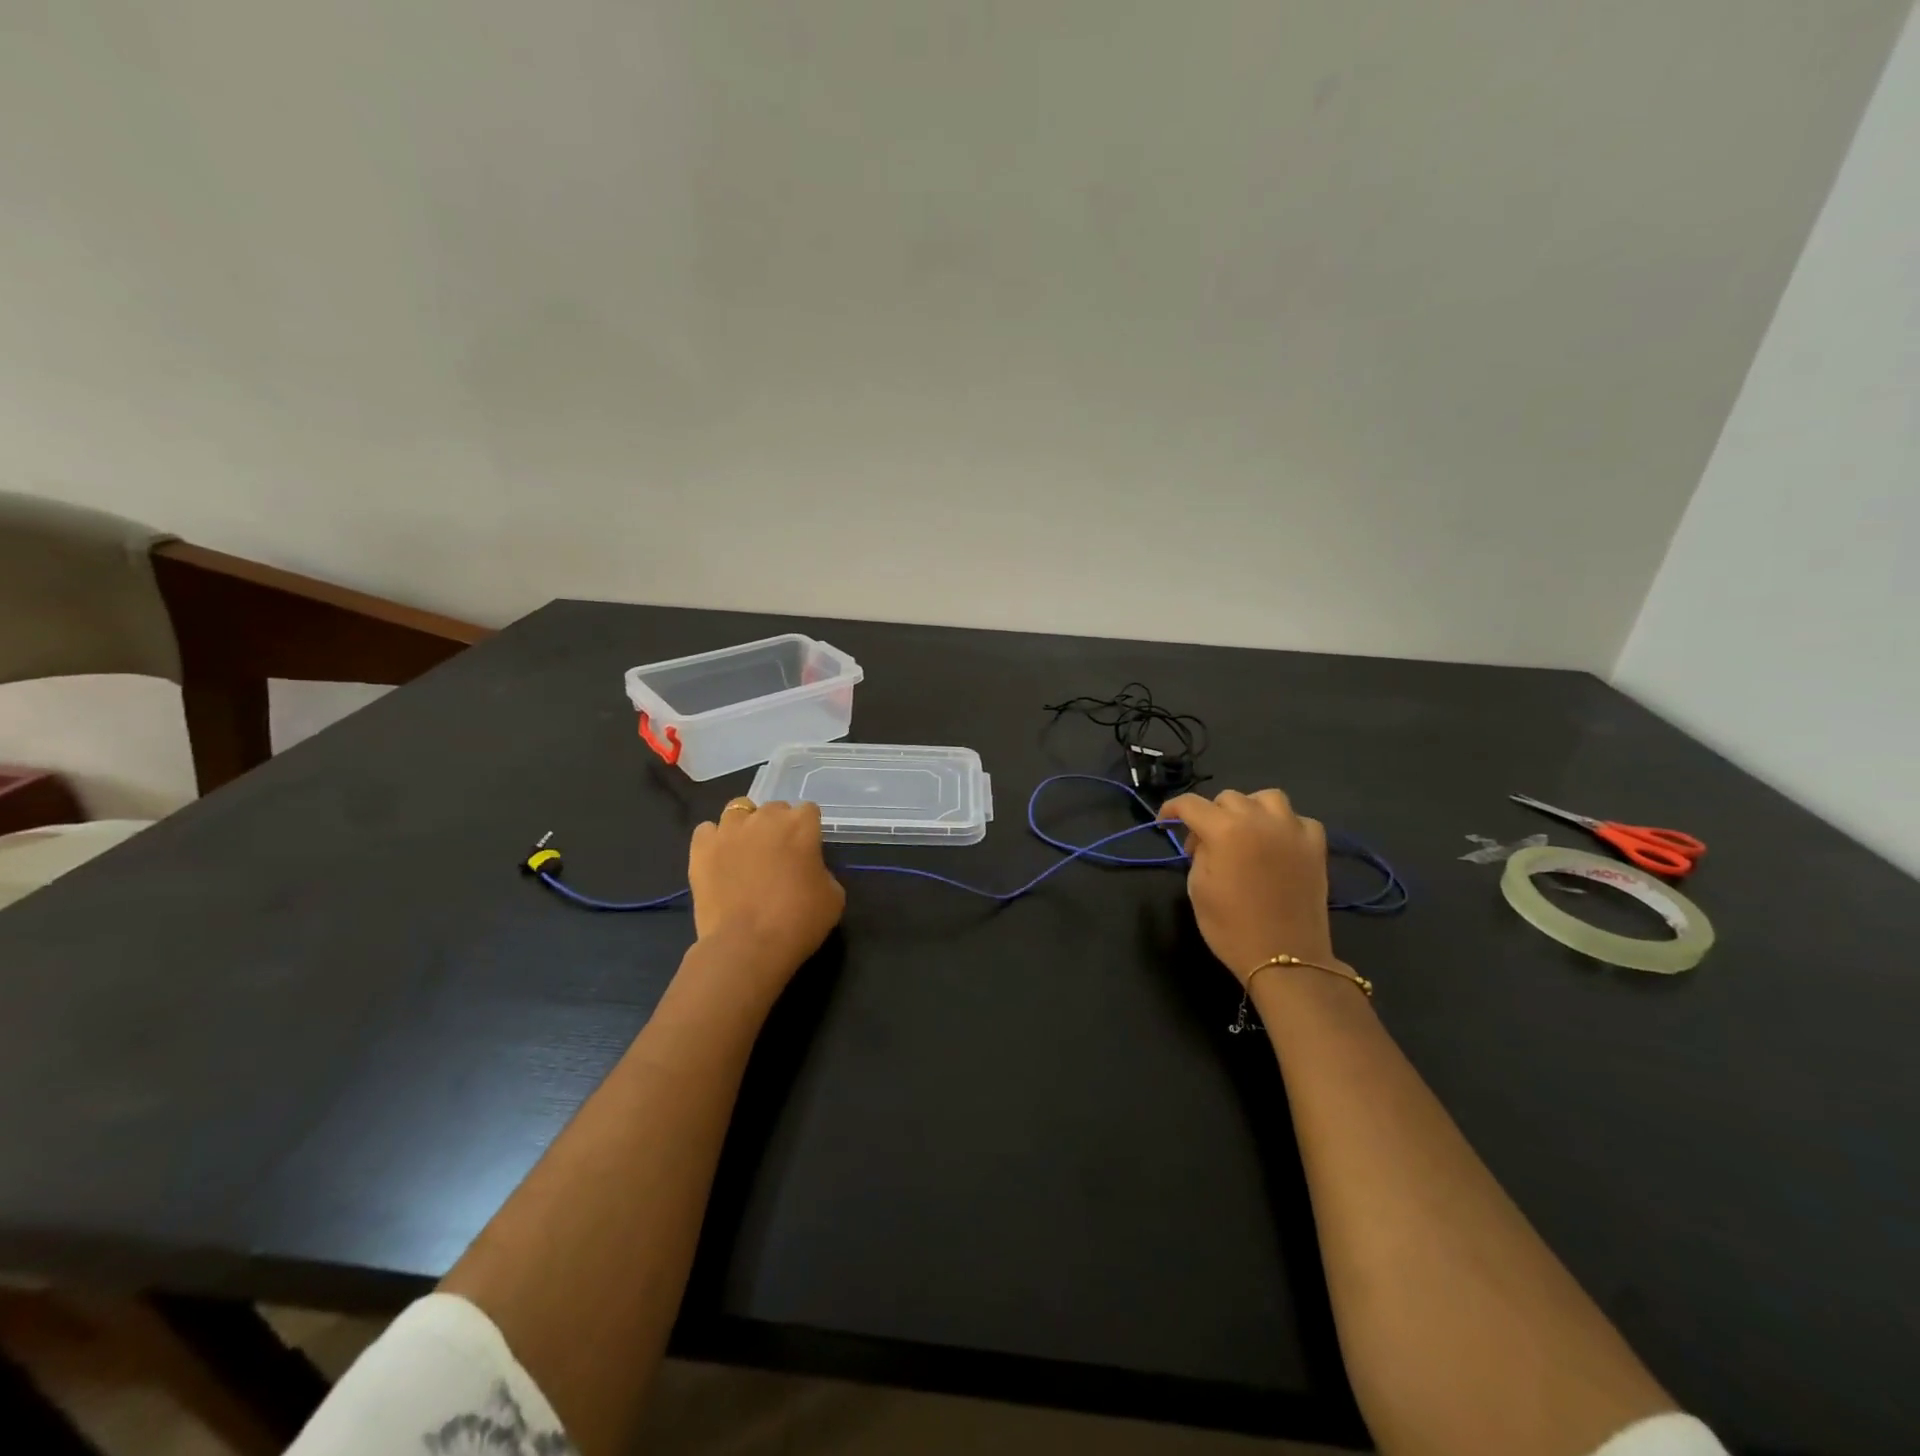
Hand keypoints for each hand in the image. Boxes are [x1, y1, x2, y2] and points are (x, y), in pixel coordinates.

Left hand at [687, 800, 845, 1002]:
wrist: (748, 945)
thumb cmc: (799, 921)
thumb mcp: (834, 896)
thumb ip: (822, 870)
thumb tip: (809, 869)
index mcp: (801, 825)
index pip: (809, 811)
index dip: (809, 830)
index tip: (807, 852)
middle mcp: (765, 817)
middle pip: (774, 808)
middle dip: (778, 826)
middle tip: (777, 855)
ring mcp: (730, 830)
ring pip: (738, 810)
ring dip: (745, 825)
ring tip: (745, 851)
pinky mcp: (702, 848)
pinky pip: (707, 830)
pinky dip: (713, 840)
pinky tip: (719, 859)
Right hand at [1158, 789, 1335, 982]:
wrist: (1285, 958)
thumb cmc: (1231, 928)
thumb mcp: (1198, 888)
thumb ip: (1199, 853)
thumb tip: (1204, 841)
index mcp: (1225, 830)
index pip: (1190, 804)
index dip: (1171, 809)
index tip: (1164, 822)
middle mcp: (1259, 820)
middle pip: (1227, 798)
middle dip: (1211, 815)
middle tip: (1205, 844)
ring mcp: (1292, 830)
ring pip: (1266, 798)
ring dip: (1249, 809)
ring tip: (1244, 832)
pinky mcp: (1316, 846)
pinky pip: (1298, 819)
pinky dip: (1284, 825)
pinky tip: (1277, 844)